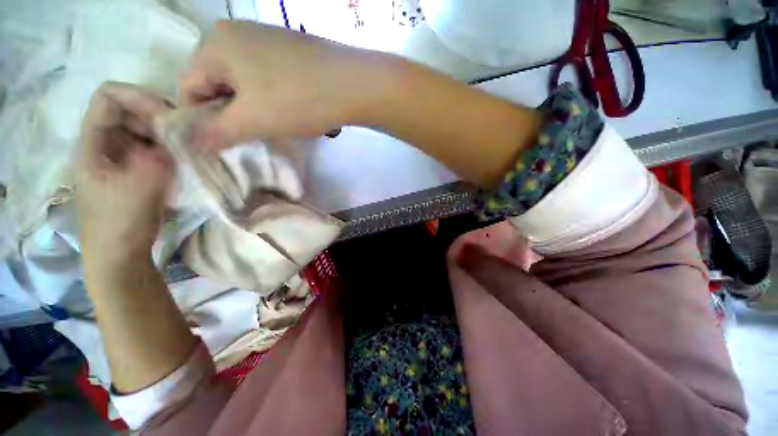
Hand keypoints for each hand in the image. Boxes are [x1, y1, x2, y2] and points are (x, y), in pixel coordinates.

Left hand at [77, 82, 172, 277]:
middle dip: (159, 118)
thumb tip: (179, 138)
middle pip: (131, 110)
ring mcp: (121, 156)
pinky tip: (183, 163)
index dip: (138, 96)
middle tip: (185, 137)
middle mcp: (105, 143)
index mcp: (92, 142)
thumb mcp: (139, 188)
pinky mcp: (136, 169)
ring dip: (168, 136)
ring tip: (187, 152)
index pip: (109, 96)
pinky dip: (171, 150)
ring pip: (145, 129)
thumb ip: (158, 157)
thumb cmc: (119, 222)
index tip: (169, 116)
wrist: (120, 254)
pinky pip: (154, 147)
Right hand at [180, 21, 392, 147]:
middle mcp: (235, 33)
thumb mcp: (252, 120)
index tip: (221, 142)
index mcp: (214, 44)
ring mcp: (265, 38)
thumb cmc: (297, 101)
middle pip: (216, 82)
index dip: (200, 119)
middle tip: (251, 135)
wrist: (351, 85)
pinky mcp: (288, 49)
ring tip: (272, 125)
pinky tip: (286, 110)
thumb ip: (217, 132)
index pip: (188, 86)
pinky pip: (265, 77)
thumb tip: (193, 142)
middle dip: (229, 113)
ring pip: (243, 82)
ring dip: (251, 107)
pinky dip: (268, 97)